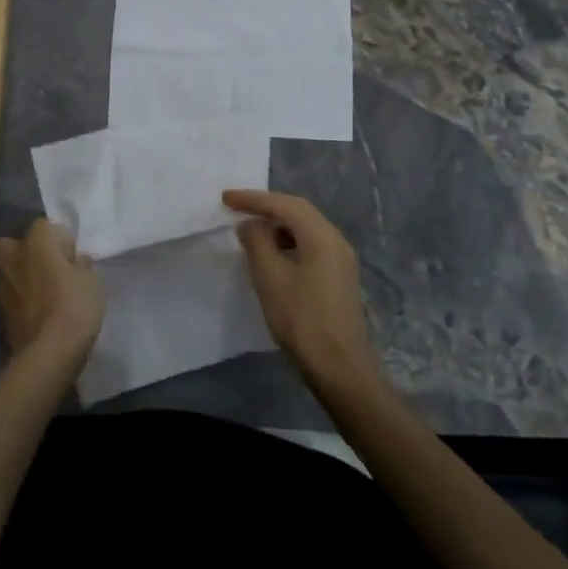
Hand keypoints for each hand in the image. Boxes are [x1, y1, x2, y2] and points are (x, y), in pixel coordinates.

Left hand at [0, 219, 103, 372]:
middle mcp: (14, 258)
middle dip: (28, 252)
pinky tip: (38, 313)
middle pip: (14, 244)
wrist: (48, 354)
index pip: (44, 225)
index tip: (73, 258)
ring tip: (45, 294)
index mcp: (36, 242)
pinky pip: (12, 297)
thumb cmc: (74, 307)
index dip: (60, 240)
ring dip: (23, 277)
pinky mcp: (0, 313)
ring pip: (9, 271)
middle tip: (50, 268)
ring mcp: (2, 286)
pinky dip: (21, 300)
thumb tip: (77, 262)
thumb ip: (82, 266)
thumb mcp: (91, 281)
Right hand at [226, 190, 379, 392]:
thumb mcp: (270, 278)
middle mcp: (335, 239)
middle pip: (298, 210)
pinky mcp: (340, 276)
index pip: (283, 205)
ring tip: (252, 231)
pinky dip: (289, 240)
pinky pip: (311, 244)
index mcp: (321, 235)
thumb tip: (250, 225)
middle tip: (237, 206)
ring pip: (306, 227)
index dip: (253, 199)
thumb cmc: (303, 320)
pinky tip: (274, 255)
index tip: (225, 198)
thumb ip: (257, 243)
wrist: (342, 370)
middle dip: (267, 206)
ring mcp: (341, 259)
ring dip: (278, 224)